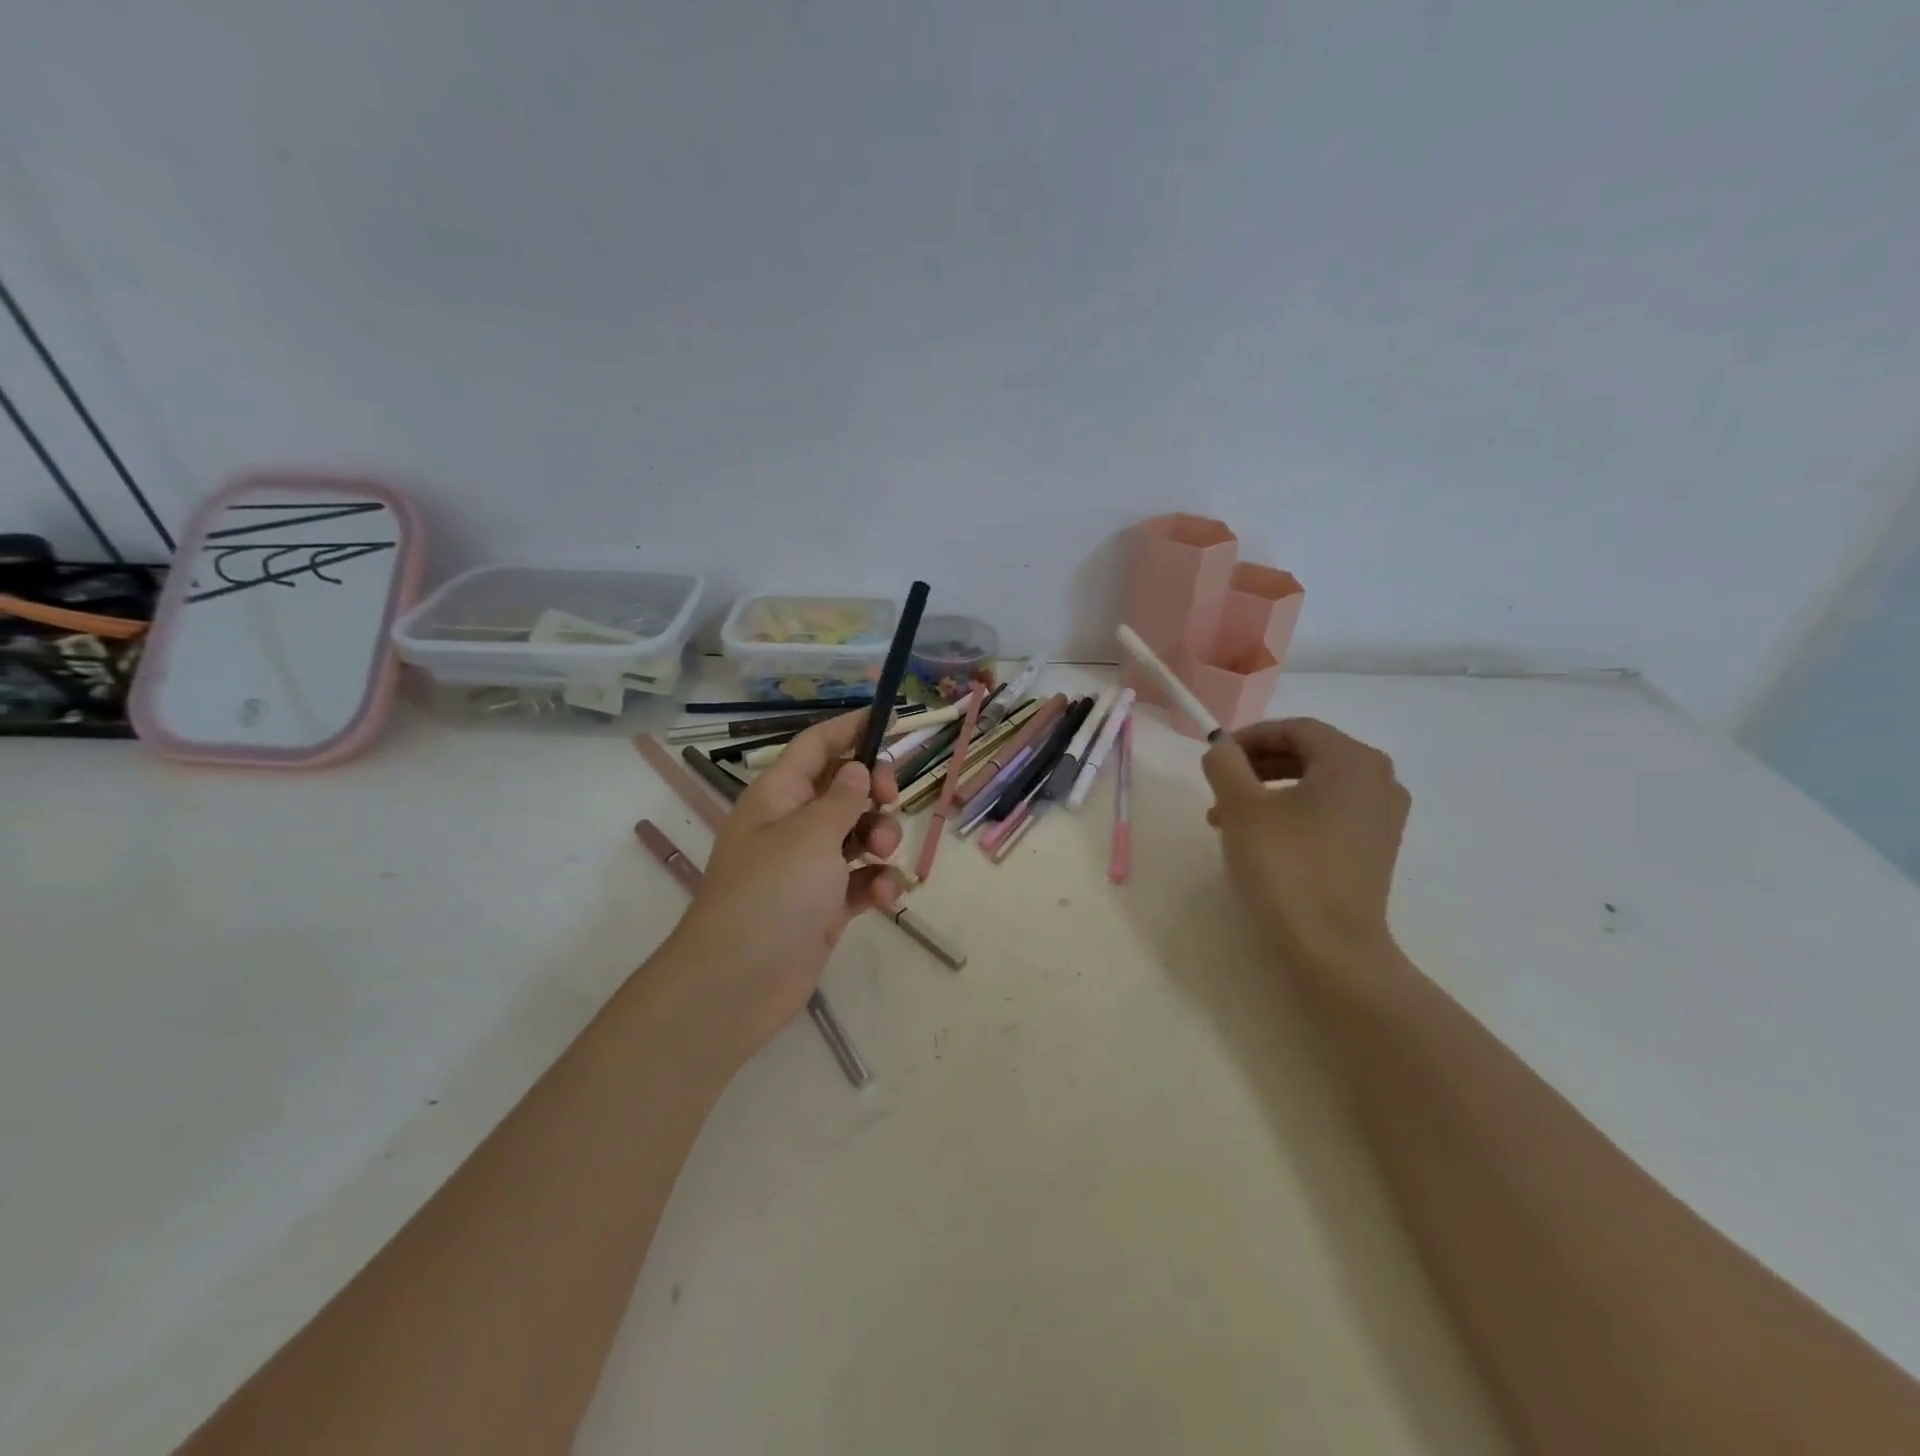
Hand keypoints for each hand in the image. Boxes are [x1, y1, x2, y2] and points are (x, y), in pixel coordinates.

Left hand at [663, 711, 901, 1062]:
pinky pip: (861, 880)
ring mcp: (809, 867)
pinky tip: (887, 897)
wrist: (737, 984)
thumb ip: (842, 798)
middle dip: (875, 790)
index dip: (850, 728)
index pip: (817, 745)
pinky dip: (877, 883)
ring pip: (858, 834)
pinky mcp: (824, 906)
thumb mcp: (810, 835)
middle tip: (891, 799)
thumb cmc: (771, 894)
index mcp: (779, 795)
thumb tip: (857, 769)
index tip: (891, 718)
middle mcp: (792, 825)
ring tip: (883, 854)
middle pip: (844, 788)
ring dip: (881, 838)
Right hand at [1201, 718, 1410, 973]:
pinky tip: (1262, 839)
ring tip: (1229, 818)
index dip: (1249, 737)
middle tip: (1219, 788)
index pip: (1294, 729)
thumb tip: (1221, 747)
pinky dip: (1294, 814)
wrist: (1332, 949)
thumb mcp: (1242, 808)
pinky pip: (1330, 813)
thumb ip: (1225, 764)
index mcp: (1353, 761)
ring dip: (1270, 792)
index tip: (1214, 757)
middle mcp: (1379, 781)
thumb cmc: (1286, 868)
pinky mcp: (1376, 849)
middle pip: (1308, 755)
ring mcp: (1382, 818)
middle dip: (1257, 767)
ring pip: (1316, 786)